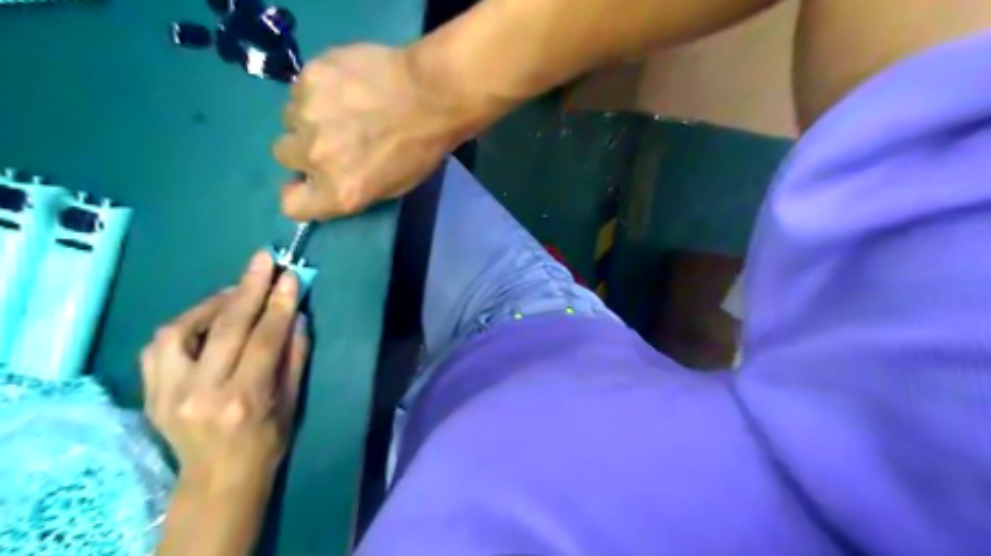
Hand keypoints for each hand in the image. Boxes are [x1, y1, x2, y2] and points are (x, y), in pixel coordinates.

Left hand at [139, 252, 307, 486]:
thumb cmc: (267, 440)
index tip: (289, 276)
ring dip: (212, 302)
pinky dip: (185, 322)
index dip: (279, 304)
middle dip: (248, 288)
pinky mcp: (149, 392)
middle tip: (262, 260)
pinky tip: (206, 314)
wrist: (218, 477)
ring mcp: (168, 392)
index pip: (264, 339)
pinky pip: (159, 344)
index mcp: (244, 398)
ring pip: (183, 330)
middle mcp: (202, 392)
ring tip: (236, 290)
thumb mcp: (293, 401)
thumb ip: (294, 356)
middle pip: (226, 328)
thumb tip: (295, 316)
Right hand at [272, 40, 478, 219]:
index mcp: (339, 191)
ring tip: (344, 109)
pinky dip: (317, 89)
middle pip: (285, 155)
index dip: (299, 194)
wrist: (432, 95)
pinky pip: (300, 88)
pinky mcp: (308, 77)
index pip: (291, 206)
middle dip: (304, 150)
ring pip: (291, 119)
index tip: (310, 183)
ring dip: (310, 118)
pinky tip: (346, 86)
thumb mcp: (392, 187)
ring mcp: (307, 114)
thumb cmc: (421, 149)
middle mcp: (315, 157)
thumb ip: (351, 189)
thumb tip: (327, 183)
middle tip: (333, 138)